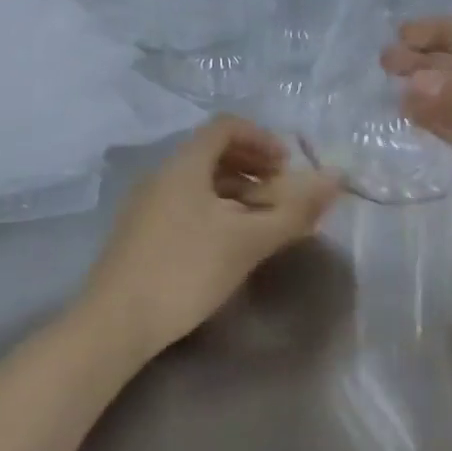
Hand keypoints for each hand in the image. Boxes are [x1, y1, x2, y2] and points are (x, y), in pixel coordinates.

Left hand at [80, 117, 342, 359]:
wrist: (115, 324)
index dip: (261, 138)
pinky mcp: (141, 234)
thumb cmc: (186, 270)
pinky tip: (229, 243)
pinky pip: (186, 205)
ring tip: (262, 222)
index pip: (225, 127)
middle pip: (212, 153)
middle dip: (253, 167)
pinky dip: (216, 211)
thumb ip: (294, 210)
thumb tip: (336, 179)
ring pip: (200, 183)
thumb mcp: (248, 241)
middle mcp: (162, 176)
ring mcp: (147, 205)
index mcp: (184, 166)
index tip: (287, 165)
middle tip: (280, 193)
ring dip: (237, 192)